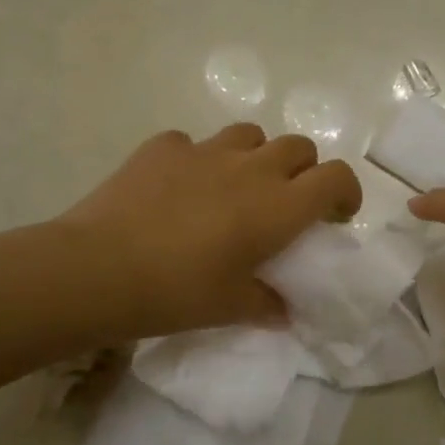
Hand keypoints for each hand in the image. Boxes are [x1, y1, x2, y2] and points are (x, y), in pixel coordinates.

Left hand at [55, 124, 361, 339]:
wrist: (98, 269)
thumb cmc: (177, 293)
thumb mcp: (231, 308)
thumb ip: (267, 304)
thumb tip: (283, 309)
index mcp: (277, 206)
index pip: (336, 177)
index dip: (346, 192)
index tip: (336, 216)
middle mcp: (250, 168)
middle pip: (298, 147)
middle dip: (304, 171)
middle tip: (286, 205)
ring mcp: (204, 150)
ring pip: (250, 135)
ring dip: (256, 157)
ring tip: (236, 188)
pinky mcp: (163, 147)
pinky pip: (194, 144)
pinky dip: (199, 161)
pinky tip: (180, 188)